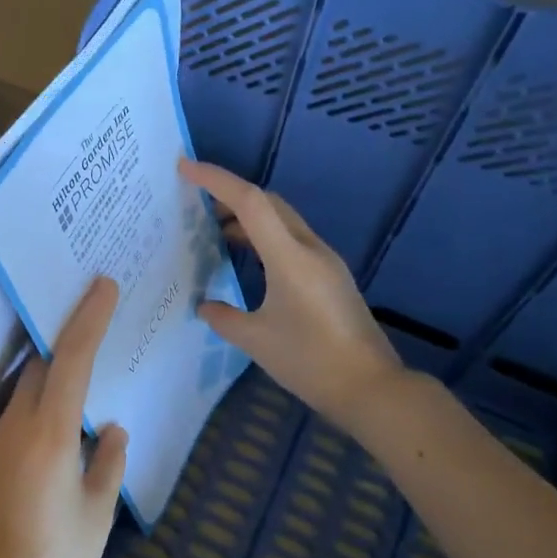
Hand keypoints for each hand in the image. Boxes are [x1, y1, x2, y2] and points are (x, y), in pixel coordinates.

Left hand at [0, 276, 128, 557]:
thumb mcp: (97, 512)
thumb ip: (108, 462)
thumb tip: (112, 430)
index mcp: (50, 434)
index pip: (70, 359)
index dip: (88, 318)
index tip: (103, 286)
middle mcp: (17, 426)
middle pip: (40, 363)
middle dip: (65, 333)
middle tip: (94, 310)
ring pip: (25, 384)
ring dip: (50, 363)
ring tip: (84, 350)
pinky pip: (19, 409)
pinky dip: (41, 393)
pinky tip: (64, 405)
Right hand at [180, 158, 403, 430]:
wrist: (372, 389)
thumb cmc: (310, 362)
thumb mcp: (256, 341)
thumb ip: (224, 317)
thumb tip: (205, 305)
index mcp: (289, 257)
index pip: (249, 202)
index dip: (215, 180)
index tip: (184, 168)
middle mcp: (310, 249)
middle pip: (268, 203)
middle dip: (230, 196)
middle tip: (196, 204)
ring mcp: (325, 261)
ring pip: (282, 221)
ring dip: (249, 218)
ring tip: (215, 234)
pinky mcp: (331, 277)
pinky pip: (291, 241)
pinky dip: (265, 239)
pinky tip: (248, 261)